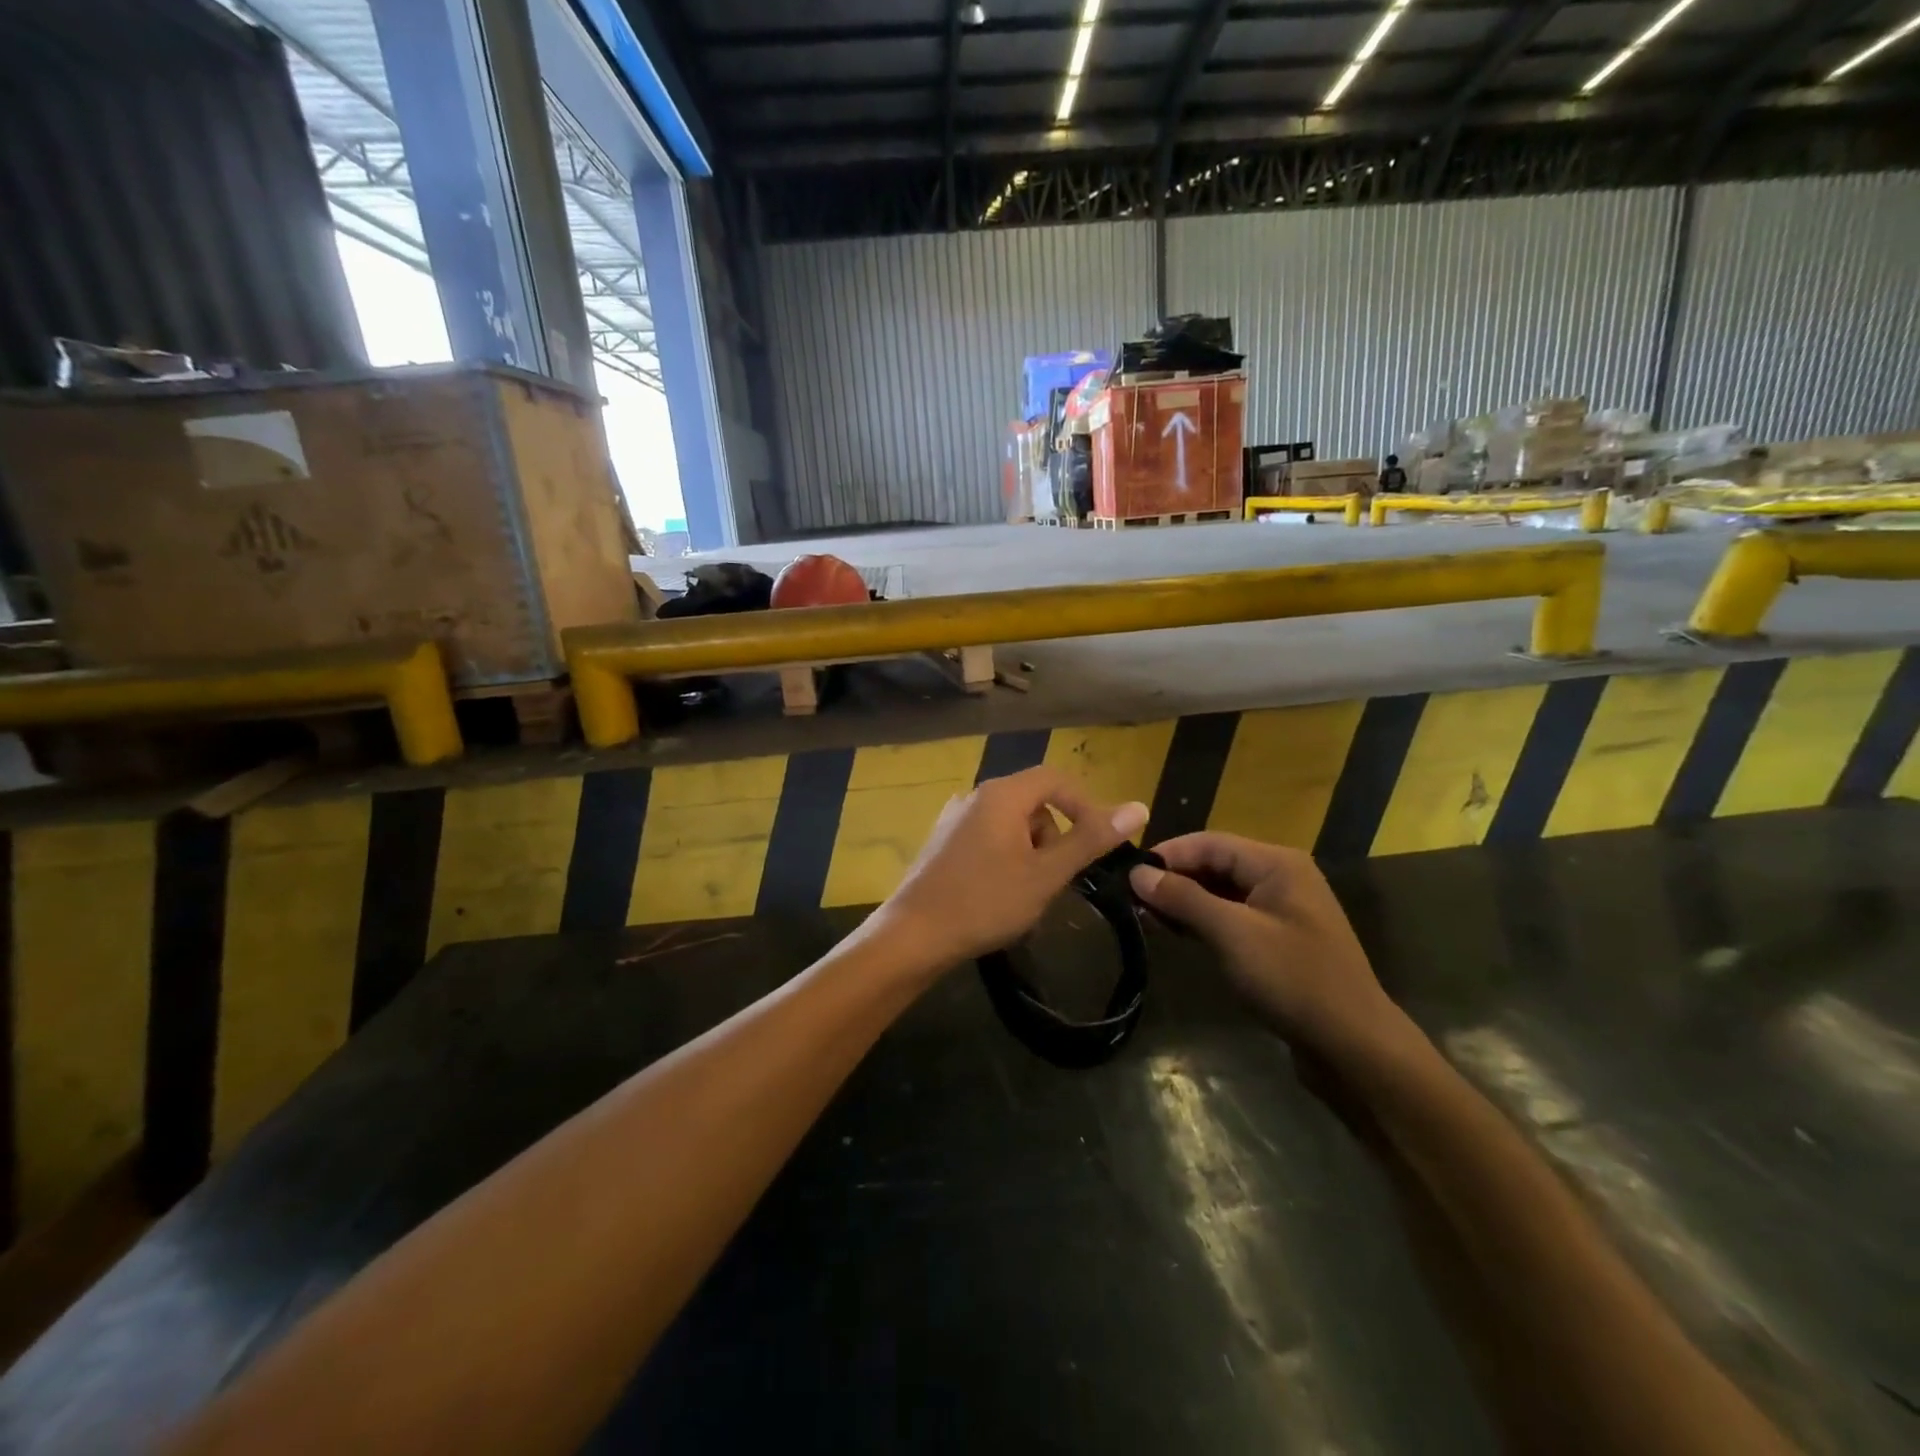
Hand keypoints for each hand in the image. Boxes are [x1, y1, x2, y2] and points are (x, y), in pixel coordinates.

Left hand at [872, 767, 1148, 976]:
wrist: (913, 936)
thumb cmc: (984, 902)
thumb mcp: (1046, 874)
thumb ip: (1091, 839)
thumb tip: (1139, 807)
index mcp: (1001, 794)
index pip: (1056, 779)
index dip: (1085, 806)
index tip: (1099, 843)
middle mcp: (975, 796)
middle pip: (1033, 801)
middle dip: (1054, 836)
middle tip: (1055, 878)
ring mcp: (954, 819)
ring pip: (1011, 824)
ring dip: (1031, 852)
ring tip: (1026, 894)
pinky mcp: (942, 842)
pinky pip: (988, 838)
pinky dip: (1006, 859)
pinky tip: (998, 895)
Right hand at [1128, 832, 1406, 1060]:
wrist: (1354, 1047)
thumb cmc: (1293, 980)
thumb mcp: (1233, 934)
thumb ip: (1184, 898)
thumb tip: (1137, 873)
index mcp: (1277, 863)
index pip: (1209, 842)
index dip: (1166, 855)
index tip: (1125, 874)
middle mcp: (1281, 877)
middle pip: (1214, 864)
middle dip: (1173, 879)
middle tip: (1130, 899)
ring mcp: (1282, 910)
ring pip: (1221, 892)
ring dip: (1185, 902)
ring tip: (1144, 917)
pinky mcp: (1279, 940)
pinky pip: (1232, 917)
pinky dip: (1203, 922)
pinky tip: (1175, 933)